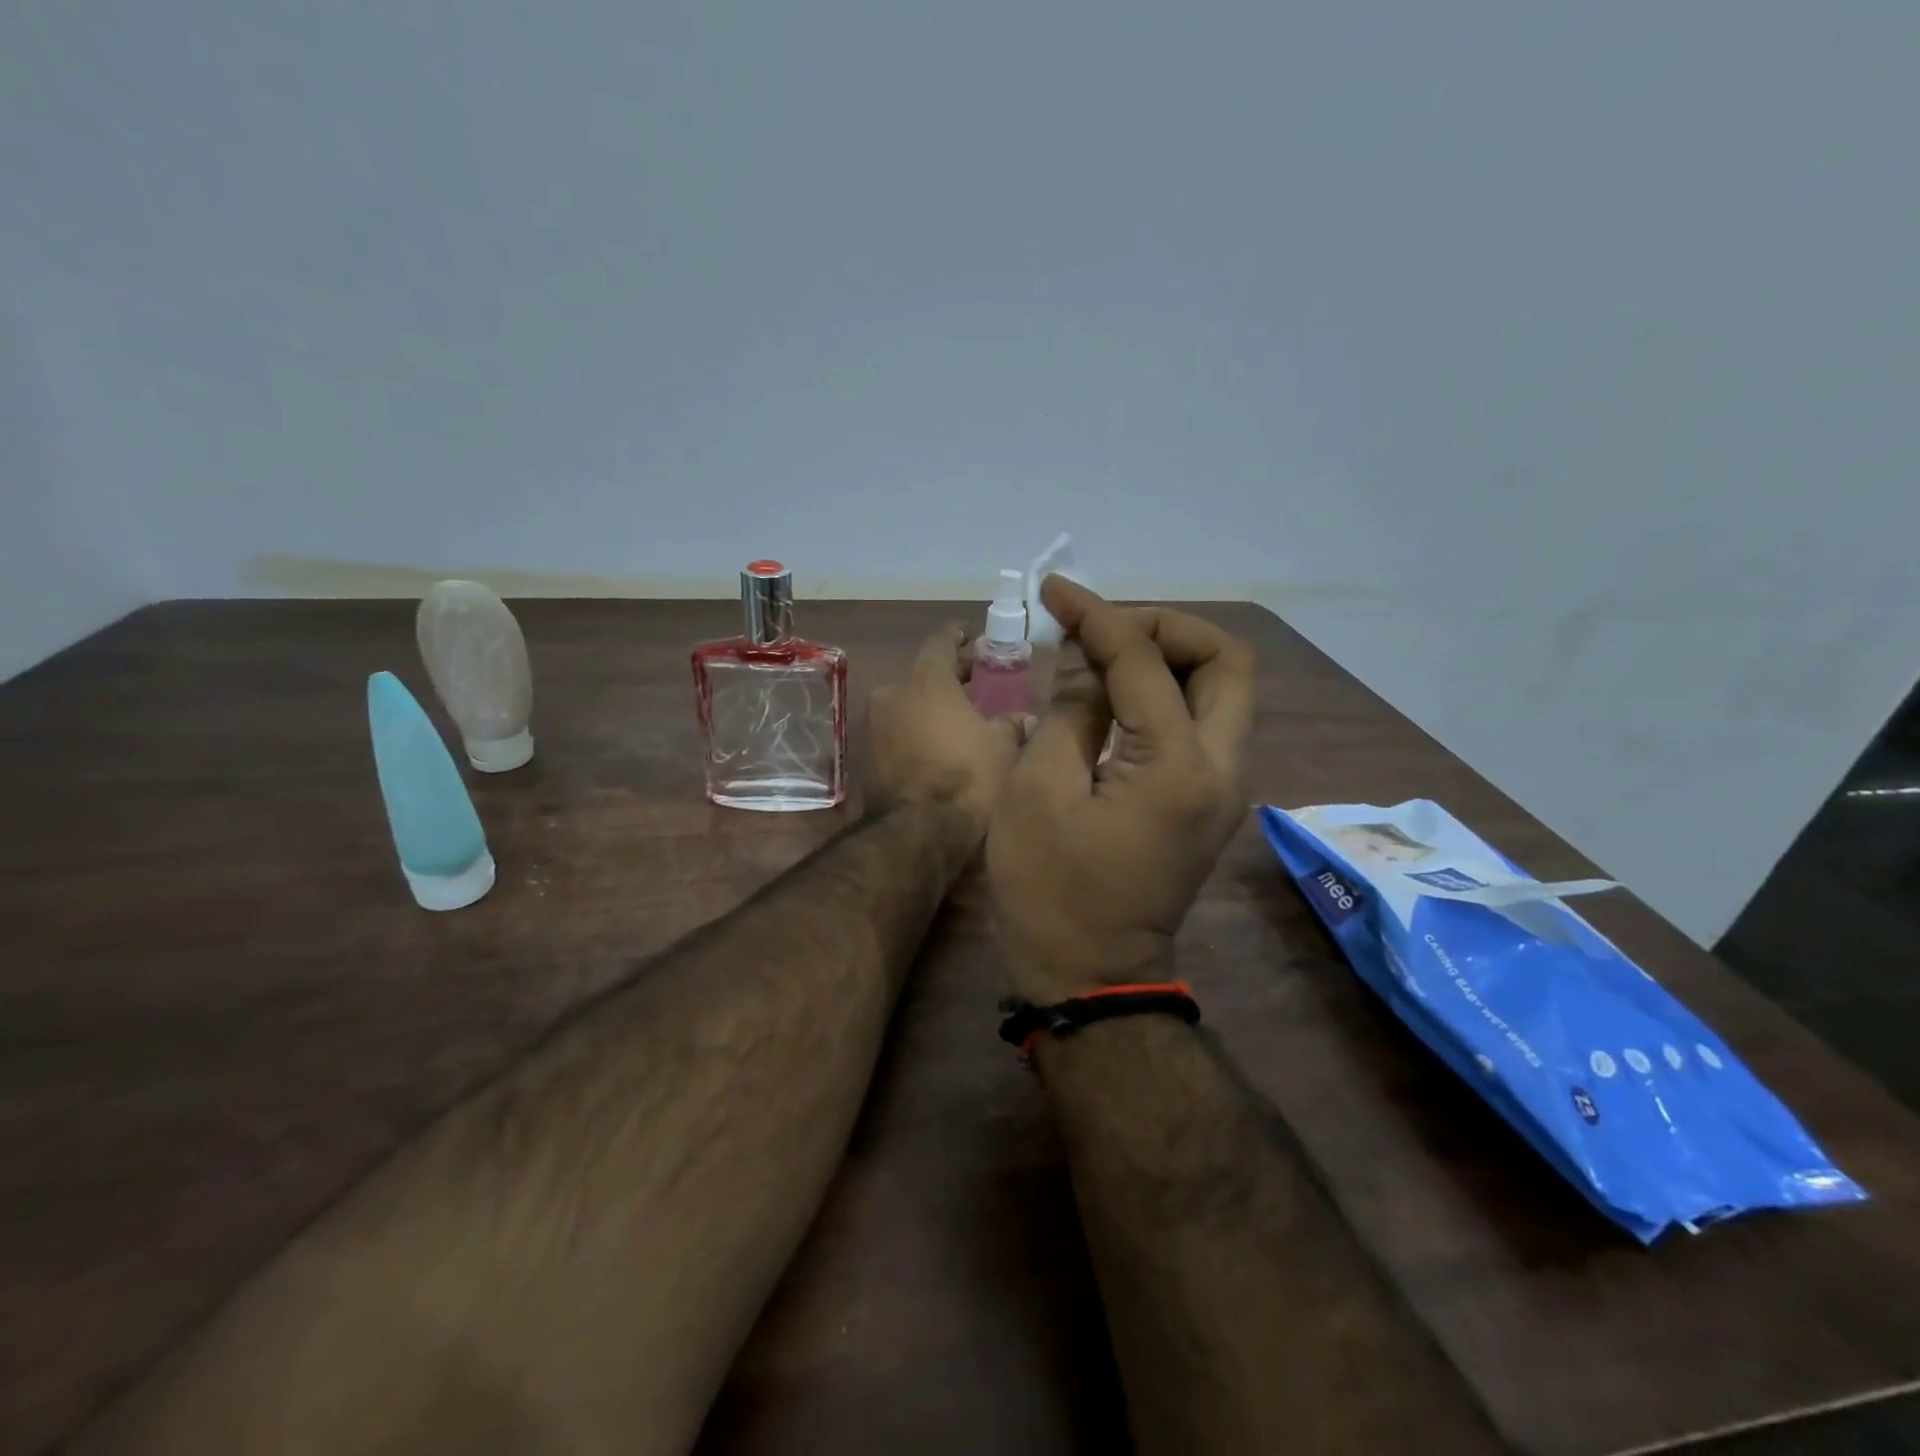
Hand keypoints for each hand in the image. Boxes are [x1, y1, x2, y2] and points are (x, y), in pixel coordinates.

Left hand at [869, 626, 1027, 837]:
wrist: (916, 833)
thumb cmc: (966, 777)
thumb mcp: (1002, 747)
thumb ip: (1012, 724)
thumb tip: (1026, 718)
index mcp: (925, 679)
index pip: (941, 641)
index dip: (960, 636)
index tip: (973, 635)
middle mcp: (892, 693)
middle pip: (923, 674)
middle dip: (950, 676)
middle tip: (977, 679)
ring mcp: (873, 726)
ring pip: (908, 704)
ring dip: (931, 706)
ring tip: (961, 716)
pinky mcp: (866, 757)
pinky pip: (897, 731)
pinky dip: (918, 731)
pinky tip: (940, 744)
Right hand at [987, 580, 1254, 1004]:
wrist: (1089, 974)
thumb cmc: (1050, 889)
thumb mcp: (1039, 789)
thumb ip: (1070, 709)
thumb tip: (1085, 657)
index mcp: (1177, 766)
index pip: (1145, 660)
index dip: (1097, 616)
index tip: (1056, 592)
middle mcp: (1221, 769)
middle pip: (1227, 663)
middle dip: (1167, 627)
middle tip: (1106, 629)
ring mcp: (1223, 787)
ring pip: (1224, 691)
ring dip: (1171, 657)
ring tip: (1107, 655)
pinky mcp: (1209, 800)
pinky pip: (1204, 722)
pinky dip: (1168, 692)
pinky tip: (1118, 695)